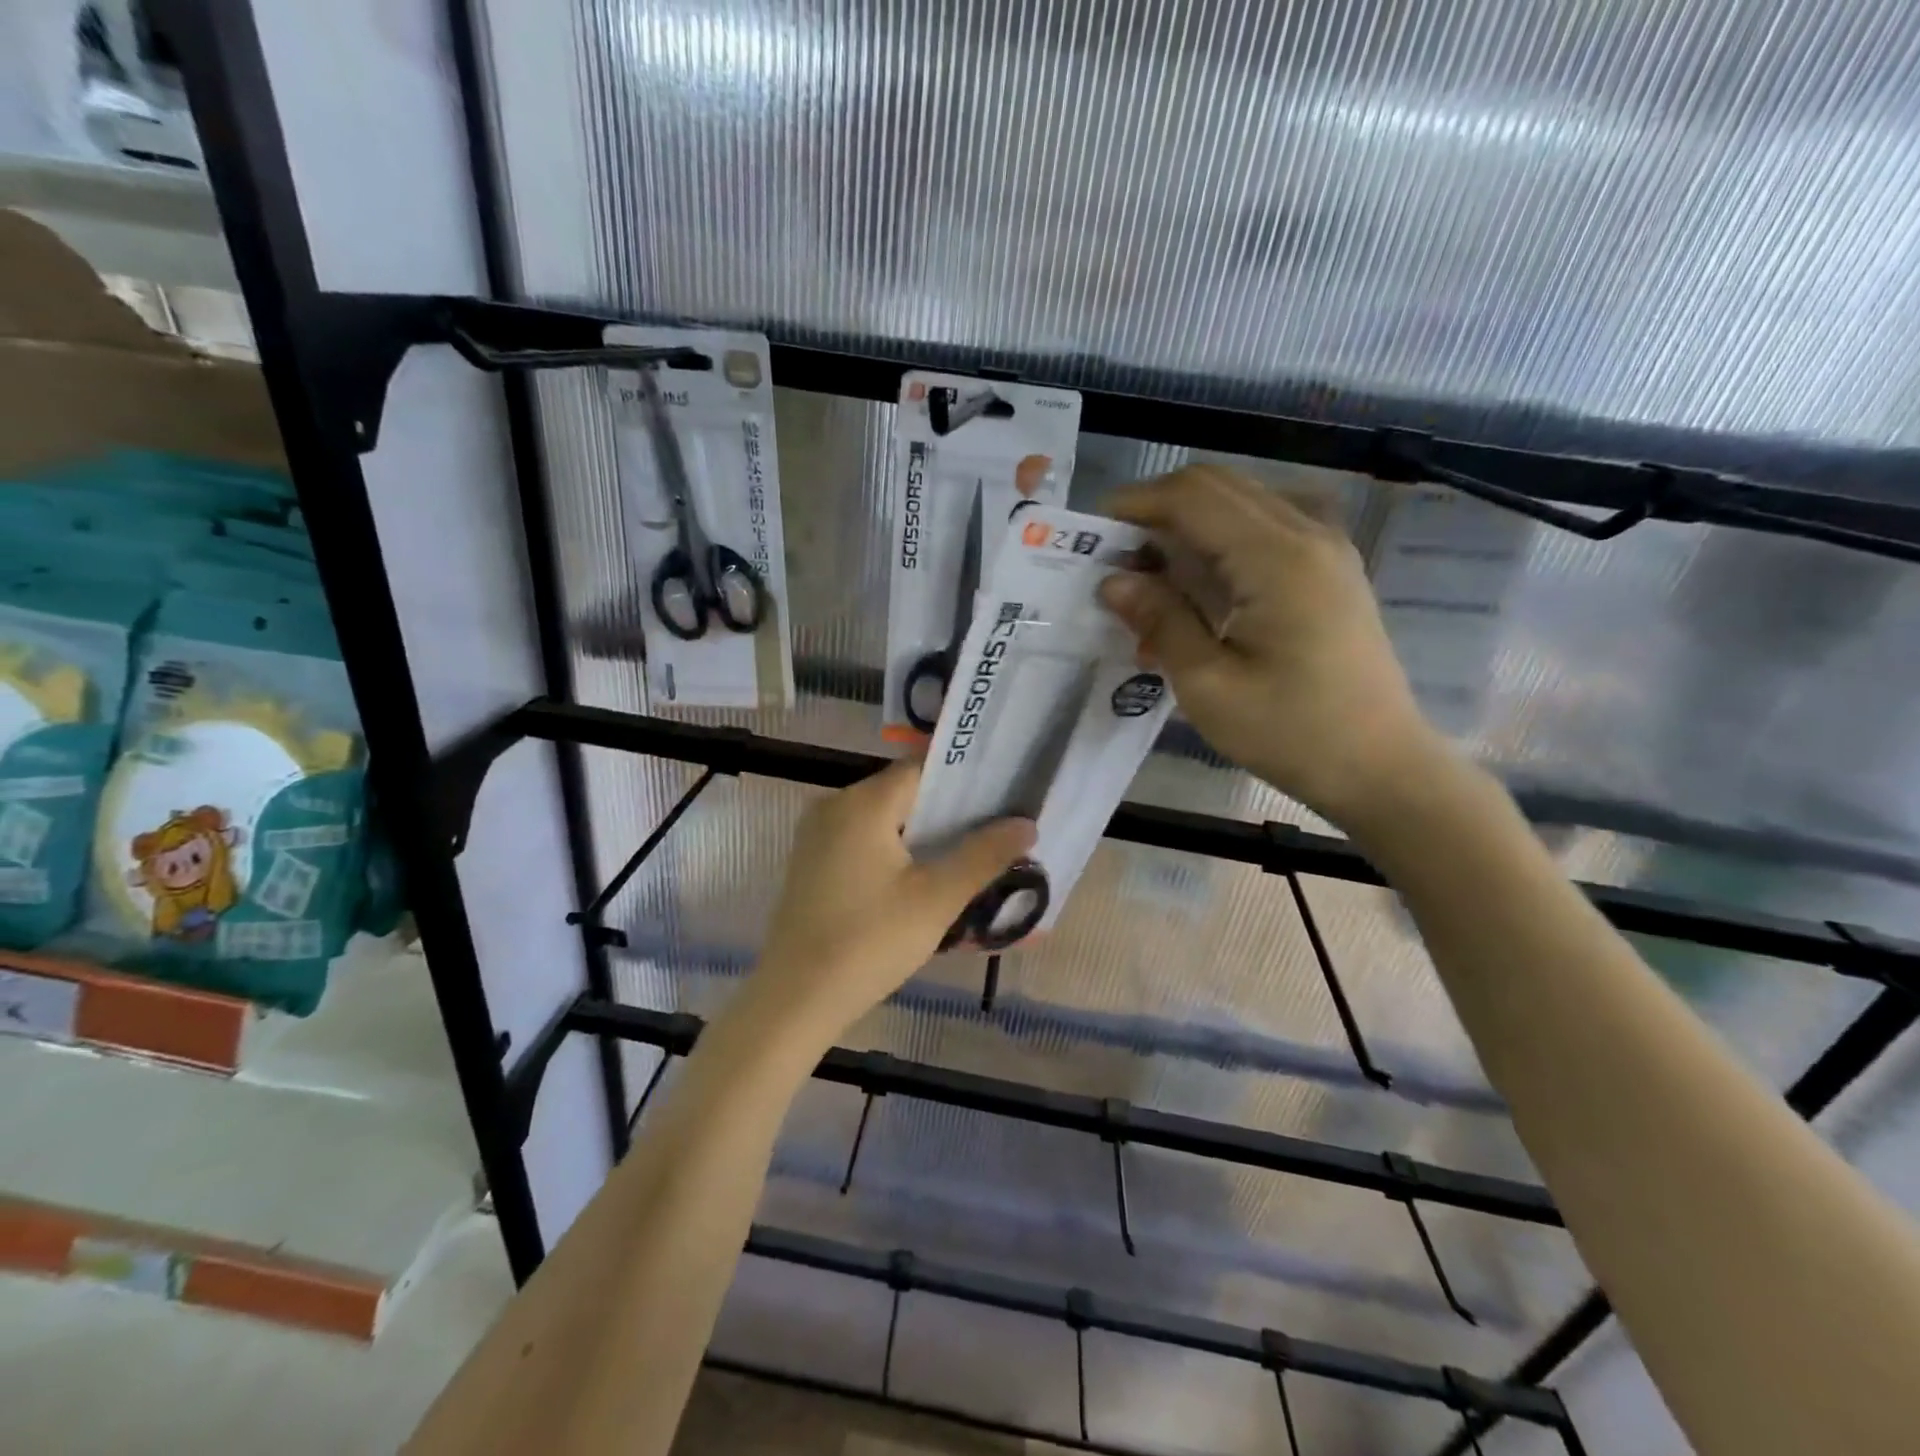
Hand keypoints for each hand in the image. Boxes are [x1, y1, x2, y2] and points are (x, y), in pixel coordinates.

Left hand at [748, 759, 1034, 1040]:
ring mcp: (816, 835)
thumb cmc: (870, 942)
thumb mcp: (936, 899)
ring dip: (921, 831)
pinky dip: (893, 847)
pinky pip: (861, 839)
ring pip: (882, 817)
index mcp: (863, 803)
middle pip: (902, 791)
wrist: (796, 999)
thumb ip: (983, 855)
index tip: (1003, 794)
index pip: (922, 769)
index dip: (965, 779)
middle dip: (948, 808)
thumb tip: (1026, 824)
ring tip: (967, 852)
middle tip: (994, 827)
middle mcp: (834, 805)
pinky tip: (920, 875)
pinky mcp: (810, 862)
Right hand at [1098, 465, 1447, 828]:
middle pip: (1218, 486)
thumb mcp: (1209, 686)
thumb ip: (1161, 622)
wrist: (1379, 765)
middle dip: (1158, 509)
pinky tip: (1202, 584)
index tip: (1092, 533)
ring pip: (1242, 501)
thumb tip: (1113, 581)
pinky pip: (1266, 525)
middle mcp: (1306, 534)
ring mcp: (1326, 547)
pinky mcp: (1330, 568)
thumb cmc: (1291, 732)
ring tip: (1152, 575)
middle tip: (1118, 557)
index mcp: (1276, 558)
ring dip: (1188, 523)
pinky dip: (1222, 538)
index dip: (1136, 504)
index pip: (1193, 498)